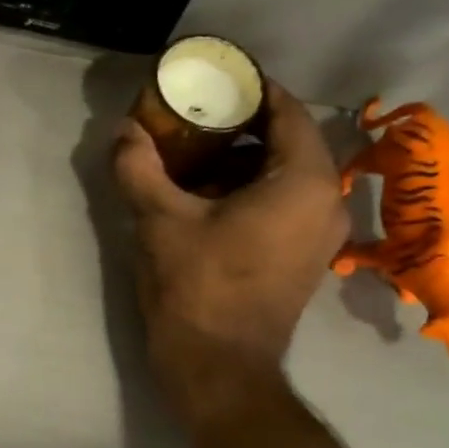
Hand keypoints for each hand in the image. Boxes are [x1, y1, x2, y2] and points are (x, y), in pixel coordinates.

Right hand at [113, 82, 346, 402]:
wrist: (220, 368)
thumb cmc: (198, 288)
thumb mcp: (159, 221)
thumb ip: (139, 168)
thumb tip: (123, 130)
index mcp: (303, 180)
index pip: (285, 110)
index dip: (249, 88)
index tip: (209, 79)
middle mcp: (325, 200)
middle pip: (285, 140)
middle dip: (238, 124)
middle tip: (190, 114)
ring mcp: (318, 233)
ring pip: (283, 173)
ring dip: (240, 158)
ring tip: (190, 150)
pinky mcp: (302, 257)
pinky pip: (281, 202)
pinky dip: (248, 187)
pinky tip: (202, 193)